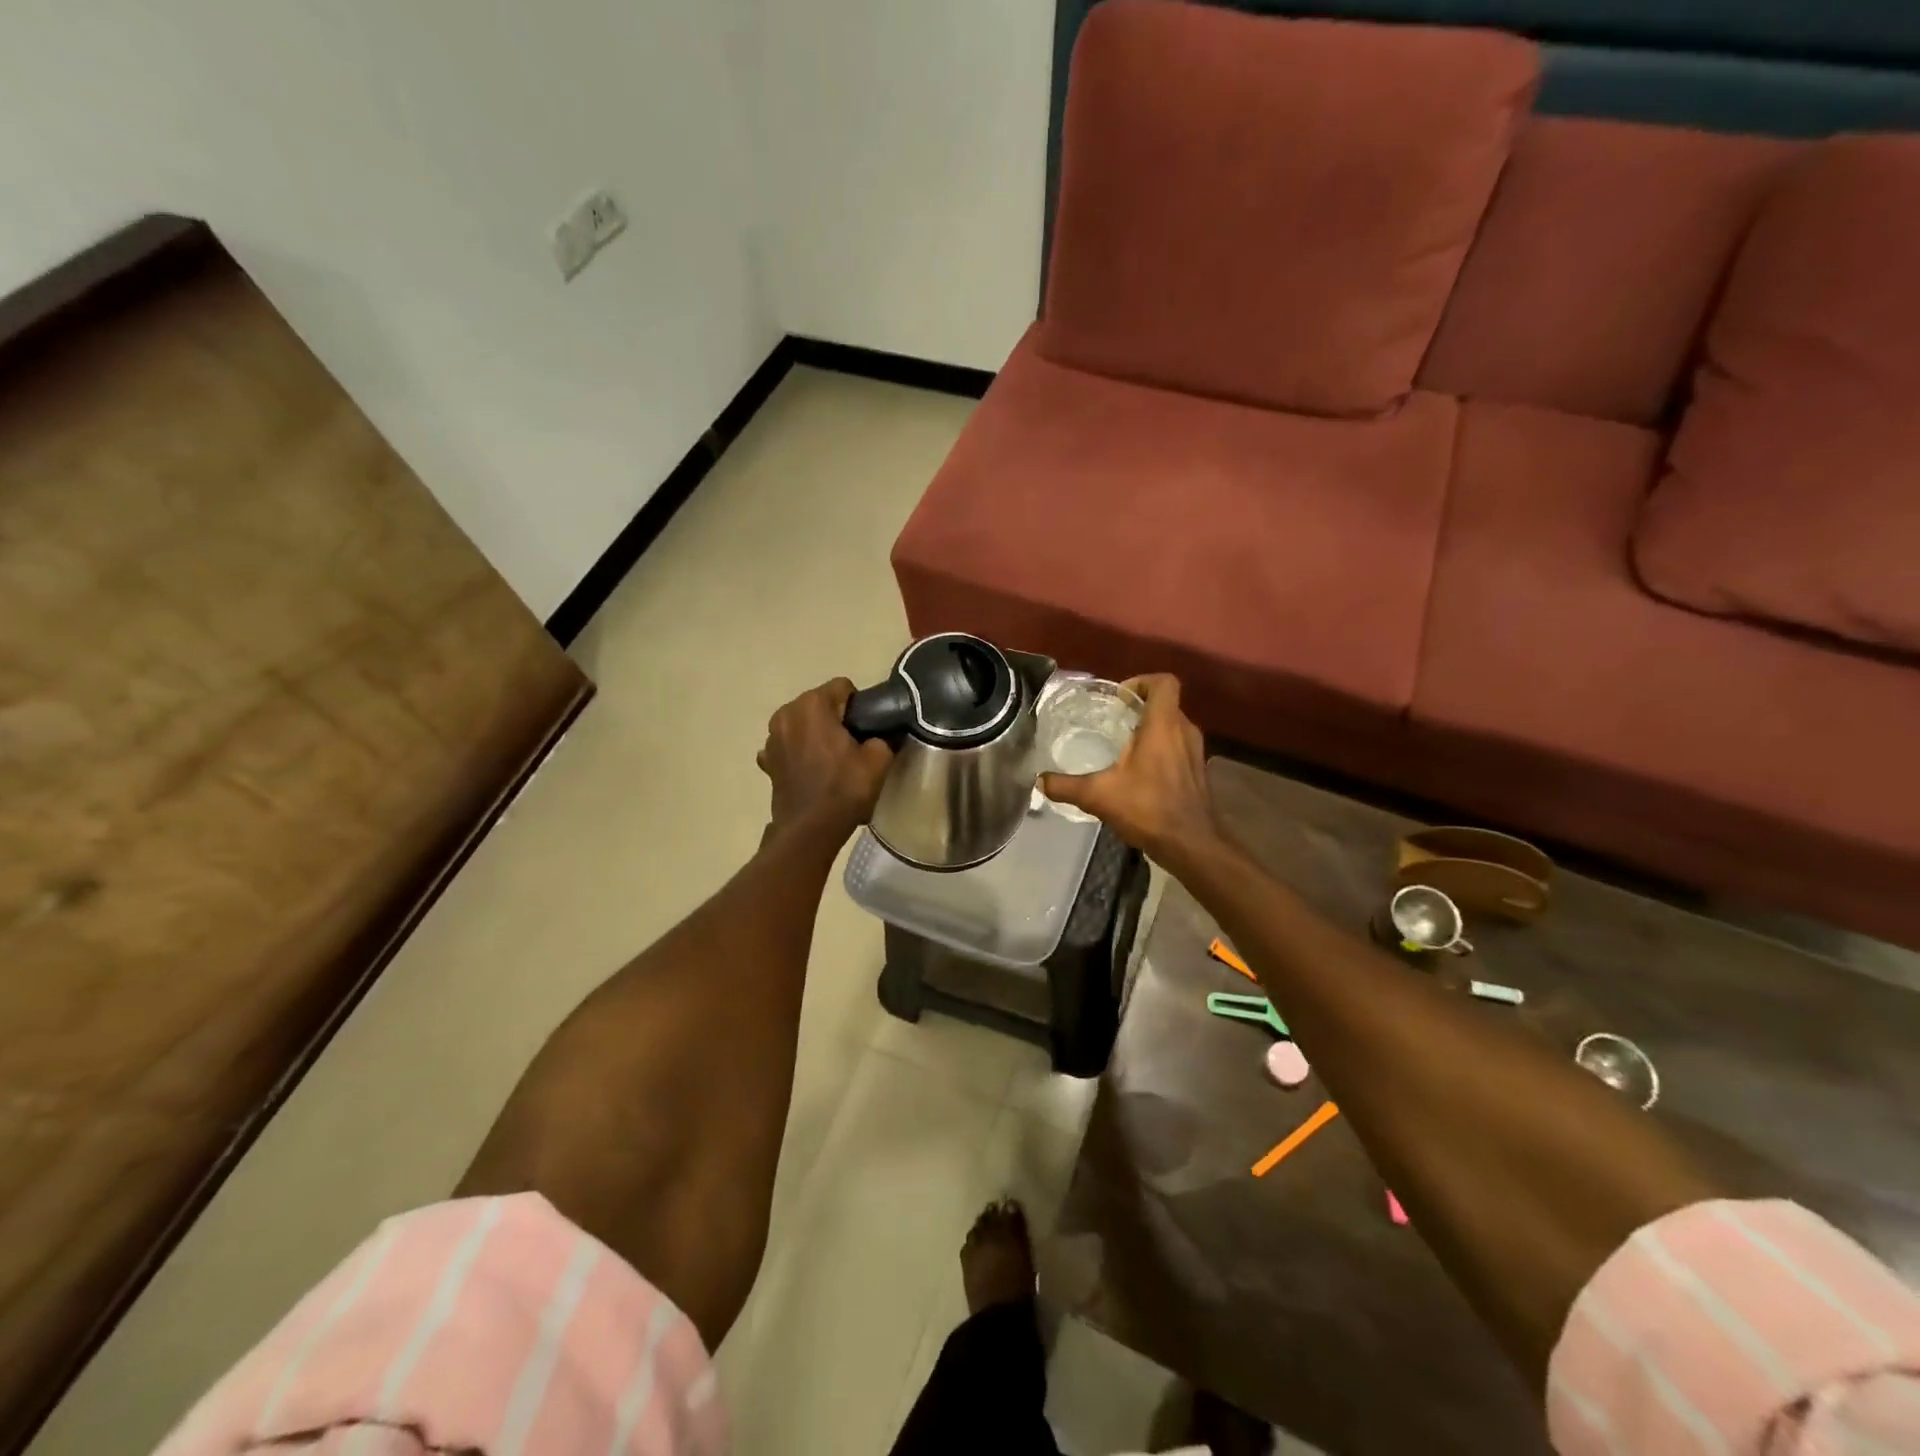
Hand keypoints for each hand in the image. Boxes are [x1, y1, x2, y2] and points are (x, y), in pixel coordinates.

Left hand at [759, 678, 893, 841]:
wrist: (810, 830)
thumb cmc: (844, 789)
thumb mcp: (879, 760)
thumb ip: (882, 736)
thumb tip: (880, 733)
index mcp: (812, 705)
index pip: (843, 687)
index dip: (859, 706)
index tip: (866, 729)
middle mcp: (786, 713)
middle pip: (819, 703)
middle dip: (835, 718)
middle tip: (852, 745)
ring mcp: (771, 737)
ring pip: (802, 723)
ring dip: (815, 734)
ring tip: (831, 760)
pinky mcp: (767, 760)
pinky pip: (788, 746)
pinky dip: (798, 753)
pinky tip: (811, 771)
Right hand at [1040, 675, 1218, 861]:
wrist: (1192, 844)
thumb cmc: (1148, 809)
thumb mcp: (1098, 796)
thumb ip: (1065, 786)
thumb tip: (1039, 781)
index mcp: (1163, 725)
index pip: (1163, 682)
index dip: (1141, 681)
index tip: (1118, 698)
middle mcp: (1184, 731)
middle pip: (1165, 703)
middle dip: (1139, 707)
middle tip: (1111, 721)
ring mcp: (1195, 751)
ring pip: (1172, 726)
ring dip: (1150, 729)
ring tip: (1121, 746)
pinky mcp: (1198, 771)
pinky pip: (1178, 746)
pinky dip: (1160, 750)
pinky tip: (1138, 773)